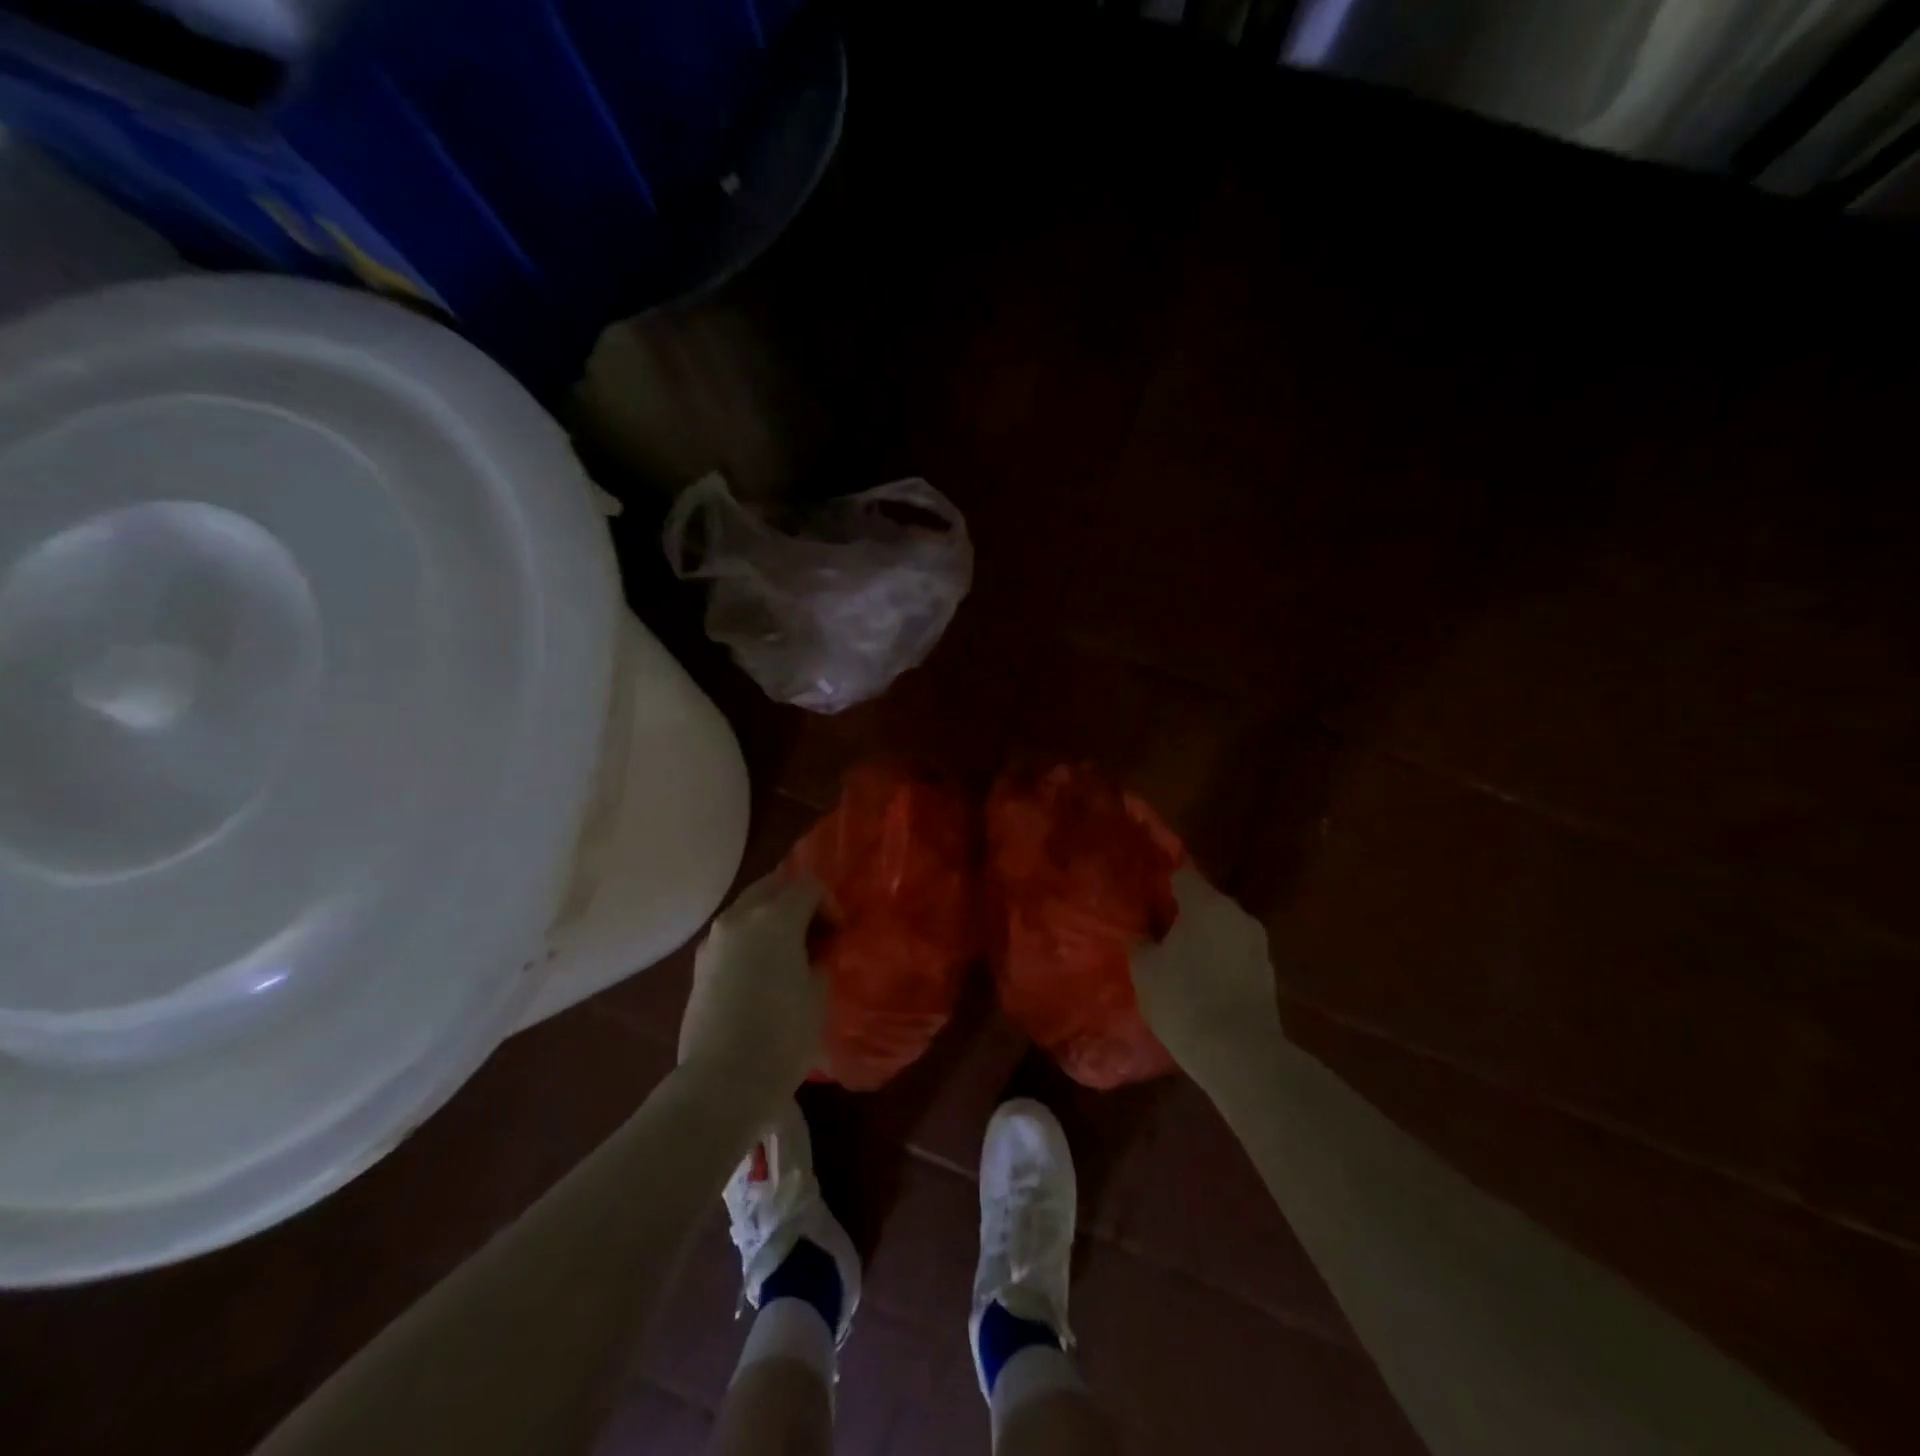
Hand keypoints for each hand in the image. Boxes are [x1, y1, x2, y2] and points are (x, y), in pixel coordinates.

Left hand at [678, 872, 825, 1090]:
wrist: (721, 1082)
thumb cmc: (782, 1035)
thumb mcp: (819, 993)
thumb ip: (819, 960)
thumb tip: (813, 954)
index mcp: (775, 917)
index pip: (809, 886)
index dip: (830, 905)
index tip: (839, 935)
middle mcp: (740, 917)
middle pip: (773, 885)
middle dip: (796, 901)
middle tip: (814, 933)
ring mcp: (714, 940)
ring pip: (748, 908)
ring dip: (770, 918)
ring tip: (787, 953)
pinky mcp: (698, 965)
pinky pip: (731, 935)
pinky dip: (750, 939)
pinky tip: (761, 972)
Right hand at [1131, 866, 1283, 1082]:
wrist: (1240, 1054)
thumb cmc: (1184, 1000)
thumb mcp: (1145, 969)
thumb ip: (1140, 940)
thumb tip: (1140, 931)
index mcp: (1205, 903)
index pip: (1182, 873)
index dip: (1162, 879)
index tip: (1145, 892)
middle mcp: (1236, 913)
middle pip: (1204, 900)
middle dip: (1182, 911)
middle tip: (1156, 929)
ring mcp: (1257, 942)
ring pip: (1221, 927)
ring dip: (1202, 936)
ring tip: (1178, 958)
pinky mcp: (1268, 972)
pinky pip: (1234, 952)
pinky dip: (1218, 958)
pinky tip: (1202, 981)